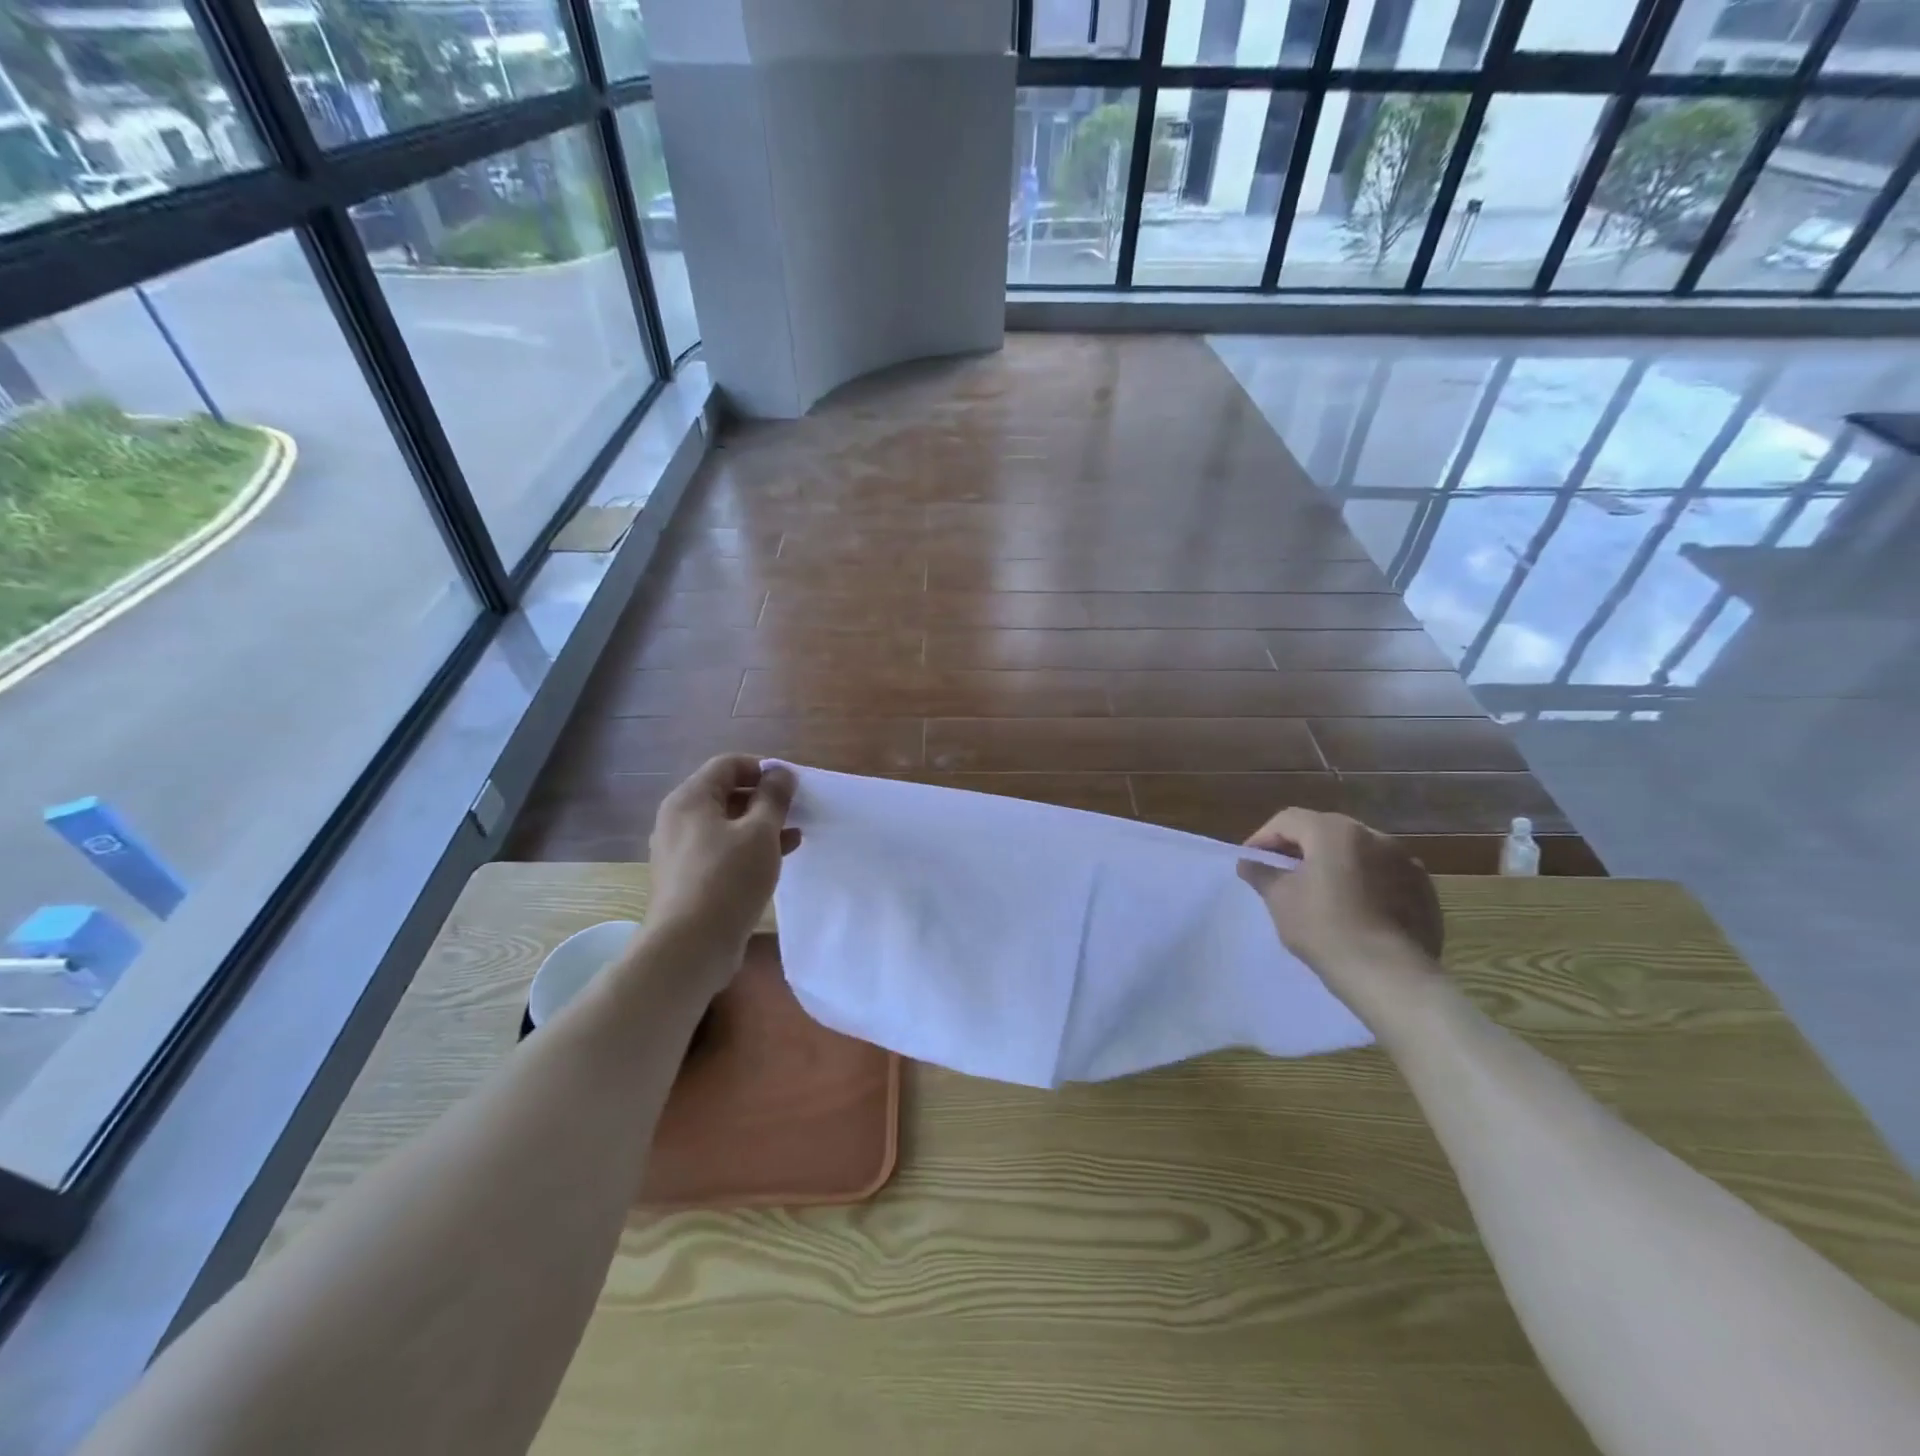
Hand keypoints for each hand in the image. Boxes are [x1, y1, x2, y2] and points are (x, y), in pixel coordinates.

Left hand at [646, 756, 798, 961]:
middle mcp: (678, 820)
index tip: (792, 785)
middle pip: (725, 794)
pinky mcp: (687, 879)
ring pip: (725, 825)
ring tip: (794, 835)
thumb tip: (780, 772)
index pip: (728, 765)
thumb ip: (773, 798)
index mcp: (690, 799)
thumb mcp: (760, 833)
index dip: (763, 768)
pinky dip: (747, 849)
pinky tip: (776, 860)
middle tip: (796, 810)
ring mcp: (680, 851)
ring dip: (760, 825)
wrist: (689, 947)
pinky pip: (721, 850)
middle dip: (764, 798)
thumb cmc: (727, 879)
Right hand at [1238, 807, 1443, 1019]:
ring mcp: (1404, 860)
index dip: (1263, 838)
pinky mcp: (1423, 888)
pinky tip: (1355, 908)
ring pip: (1357, 851)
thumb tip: (1248, 862)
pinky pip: (1383, 873)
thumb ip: (1261, 873)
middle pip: (1324, 830)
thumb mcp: (1280, 899)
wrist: (1390, 975)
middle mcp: (1373, 835)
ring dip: (1333, 862)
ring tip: (1319, 890)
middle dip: (1299, 847)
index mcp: (1334, 831)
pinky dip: (1364, 881)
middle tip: (1281, 872)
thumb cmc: (1324, 929)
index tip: (1251, 862)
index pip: (1288, 820)